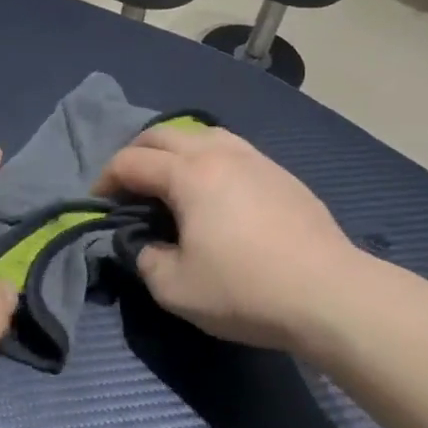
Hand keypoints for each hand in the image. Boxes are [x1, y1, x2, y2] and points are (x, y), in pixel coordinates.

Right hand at [95, 123, 368, 351]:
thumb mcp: (174, 288)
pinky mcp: (280, 172)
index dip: (105, 179)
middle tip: (126, 185)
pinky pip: (231, 149)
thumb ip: (144, 259)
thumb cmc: (245, 290)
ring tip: (169, 179)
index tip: (98, 203)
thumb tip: (143, 243)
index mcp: (187, 174)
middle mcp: (218, 153)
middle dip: (135, 154)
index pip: (130, 162)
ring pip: (201, 134)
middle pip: (163, 134)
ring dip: (173, 150)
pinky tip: (214, 188)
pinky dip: (207, 158)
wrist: (330, 294)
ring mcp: (254, 158)